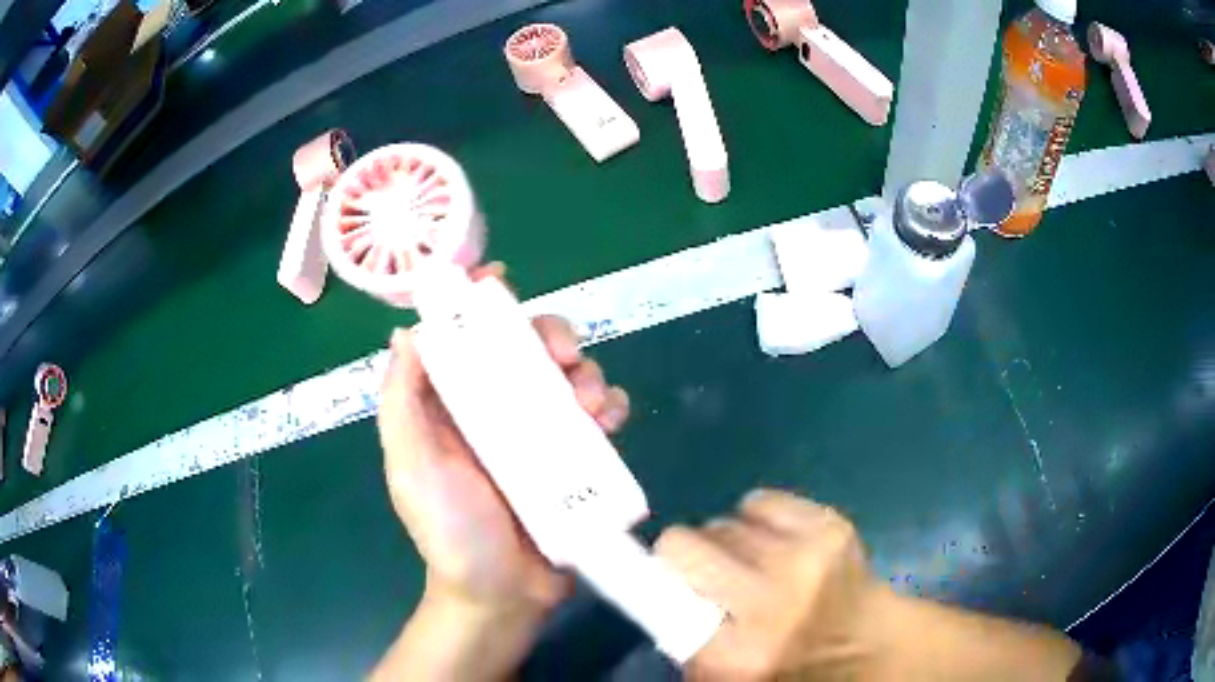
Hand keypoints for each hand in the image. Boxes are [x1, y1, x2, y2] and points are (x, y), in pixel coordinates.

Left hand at [377, 271, 629, 616]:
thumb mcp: (410, 465)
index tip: (501, 282)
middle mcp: (496, 409)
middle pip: (527, 348)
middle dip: (551, 335)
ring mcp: (540, 433)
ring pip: (569, 376)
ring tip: (591, 402)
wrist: (502, 594)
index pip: (466, 338)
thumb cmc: (450, 531)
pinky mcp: (576, 458)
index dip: (480, 304)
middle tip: (564, 355)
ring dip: (587, 372)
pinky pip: (600, 417)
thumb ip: (402, 402)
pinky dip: (611, 405)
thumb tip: (406, 333)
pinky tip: (611, 421)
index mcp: (453, 405)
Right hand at [655, 489, 878, 679]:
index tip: (653, 575)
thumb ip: (684, 640)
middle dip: (685, 555)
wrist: (870, 646)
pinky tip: (776, 540)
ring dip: (728, 540)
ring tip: (752, 562)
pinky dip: (759, 516)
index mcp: (732, 652)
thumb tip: (655, 589)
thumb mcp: (725, 675)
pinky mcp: (829, 526)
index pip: (656, 595)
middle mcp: (765, 602)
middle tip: (705, 571)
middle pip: (683, 543)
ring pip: (724, 521)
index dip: (650, 578)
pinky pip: (762, 499)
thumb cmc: (788, 665)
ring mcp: (802, 558)